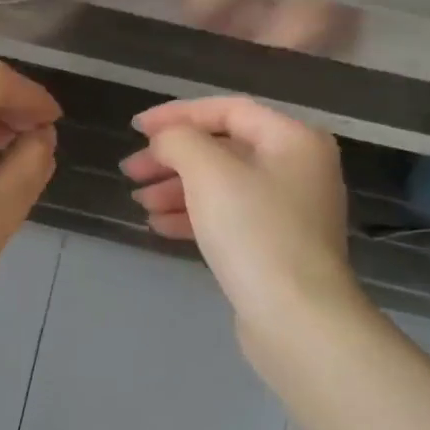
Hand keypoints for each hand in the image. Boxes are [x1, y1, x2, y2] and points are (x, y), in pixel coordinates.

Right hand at [121, 97, 359, 336]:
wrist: (297, 320)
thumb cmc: (255, 231)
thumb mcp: (209, 172)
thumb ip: (180, 140)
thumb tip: (166, 140)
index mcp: (293, 139)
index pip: (228, 109)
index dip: (177, 114)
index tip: (136, 129)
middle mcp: (297, 168)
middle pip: (223, 148)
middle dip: (172, 158)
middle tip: (131, 172)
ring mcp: (289, 210)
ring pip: (222, 185)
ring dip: (177, 188)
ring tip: (140, 202)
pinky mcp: (276, 246)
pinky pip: (229, 217)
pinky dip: (194, 216)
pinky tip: (159, 226)